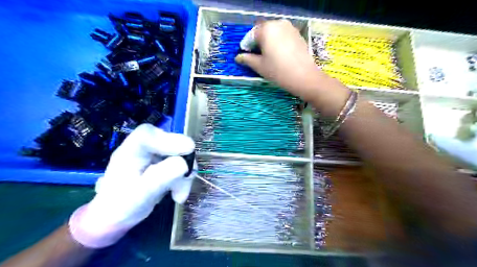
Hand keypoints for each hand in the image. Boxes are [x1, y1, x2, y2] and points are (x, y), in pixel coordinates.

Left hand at [68, 124, 192, 248]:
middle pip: (170, 141)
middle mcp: (143, 148)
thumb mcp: (141, 195)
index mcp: (128, 152)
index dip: (169, 139)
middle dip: (183, 160)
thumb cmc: (122, 207)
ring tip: (179, 195)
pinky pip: (182, 162)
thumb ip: (161, 177)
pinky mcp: (163, 161)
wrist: (117, 216)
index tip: (188, 150)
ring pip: (180, 153)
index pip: (147, 135)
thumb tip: (184, 164)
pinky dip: (184, 178)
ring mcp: (155, 153)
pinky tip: (178, 192)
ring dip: (185, 173)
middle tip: (187, 178)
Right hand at [236, 19, 349, 114]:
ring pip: (273, 33)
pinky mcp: (297, 34)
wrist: (304, 77)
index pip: (251, 35)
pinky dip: (278, 42)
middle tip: (256, 57)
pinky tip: (279, 55)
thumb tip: (238, 57)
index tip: (245, 56)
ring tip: (268, 56)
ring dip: (268, 42)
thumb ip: (247, 59)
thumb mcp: (259, 66)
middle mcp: (278, 23)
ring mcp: (289, 28)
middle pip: (262, 32)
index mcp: (266, 29)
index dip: (246, 46)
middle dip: (257, 43)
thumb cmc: (278, 71)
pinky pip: (283, 35)